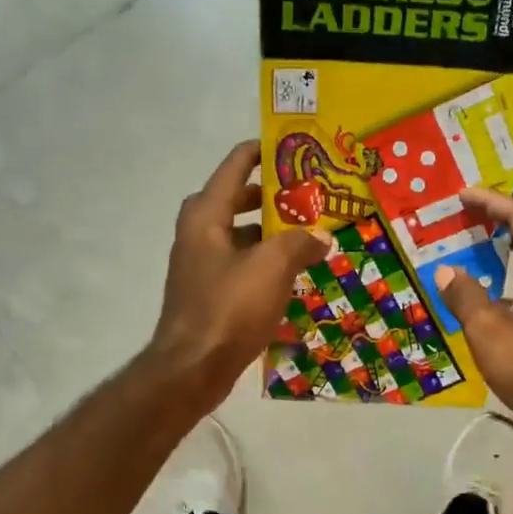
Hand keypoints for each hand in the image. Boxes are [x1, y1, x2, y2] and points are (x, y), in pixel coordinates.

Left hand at [152, 141, 331, 411]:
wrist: (193, 368)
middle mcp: (198, 235)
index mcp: (205, 217)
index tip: (288, 145)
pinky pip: (240, 267)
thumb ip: (299, 242)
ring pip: (239, 238)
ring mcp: (201, 268)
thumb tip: (320, 235)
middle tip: (304, 194)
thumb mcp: (272, 267)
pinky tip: (291, 277)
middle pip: (233, 201)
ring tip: (306, 235)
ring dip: (268, 234)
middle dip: (268, 196)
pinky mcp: (209, 296)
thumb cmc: (229, 307)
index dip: (260, 152)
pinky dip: (263, 265)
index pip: (233, 167)